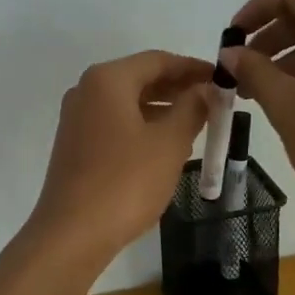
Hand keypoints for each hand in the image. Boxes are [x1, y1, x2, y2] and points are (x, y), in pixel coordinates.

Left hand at [26, 50, 214, 263]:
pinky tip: (166, 145)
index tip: (223, 79)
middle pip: (141, 78)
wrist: (72, 234)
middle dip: (179, 88)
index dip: (193, 67)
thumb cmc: (125, 182)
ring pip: (128, 102)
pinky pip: (116, 123)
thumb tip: (205, 89)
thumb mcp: (169, 142)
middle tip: (215, 101)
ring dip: (163, 108)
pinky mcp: (76, 145)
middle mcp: (86, 90)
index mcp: (107, 80)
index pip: (158, 60)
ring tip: (198, 123)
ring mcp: (77, 119)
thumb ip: (192, 108)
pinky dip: (143, 125)